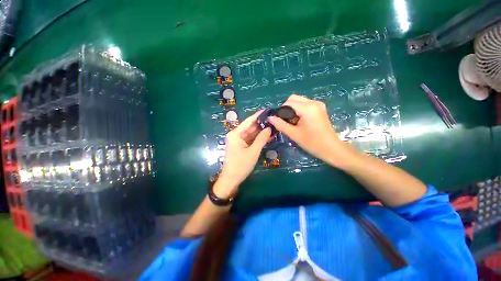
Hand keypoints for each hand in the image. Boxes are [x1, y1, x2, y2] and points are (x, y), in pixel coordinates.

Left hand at [215, 110, 271, 197]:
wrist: (231, 179)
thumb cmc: (241, 165)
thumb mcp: (253, 152)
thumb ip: (261, 139)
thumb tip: (269, 128)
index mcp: (236, 134)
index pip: (248, 121)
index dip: (258, 115)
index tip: (267, 110)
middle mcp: (236, 135)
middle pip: (250, 127)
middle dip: (261, 124)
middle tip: (273, 119)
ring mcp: (238, 141)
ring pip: (251, 134)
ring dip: (261, 131)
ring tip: (273, 126)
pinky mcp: (241, 146)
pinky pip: (251, 140)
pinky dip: (258, 138)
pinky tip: (268, 136)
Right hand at [269, 95, 358, 168]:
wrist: (332, 148)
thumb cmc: (312, 143)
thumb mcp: (294, 134)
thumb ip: (280, 124)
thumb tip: (270, 118)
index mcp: (307, 108)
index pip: (288, 102)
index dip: (280, 111)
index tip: (278, 120)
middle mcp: (313, 102)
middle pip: (293, 98)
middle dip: (286, 108)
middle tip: (284, 121)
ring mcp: (318, 104)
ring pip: (299, 100)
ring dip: (292, 108)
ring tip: (292, 121)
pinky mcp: (320, 108)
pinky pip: (305, 104)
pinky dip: (299, 109)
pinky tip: (299, 119)